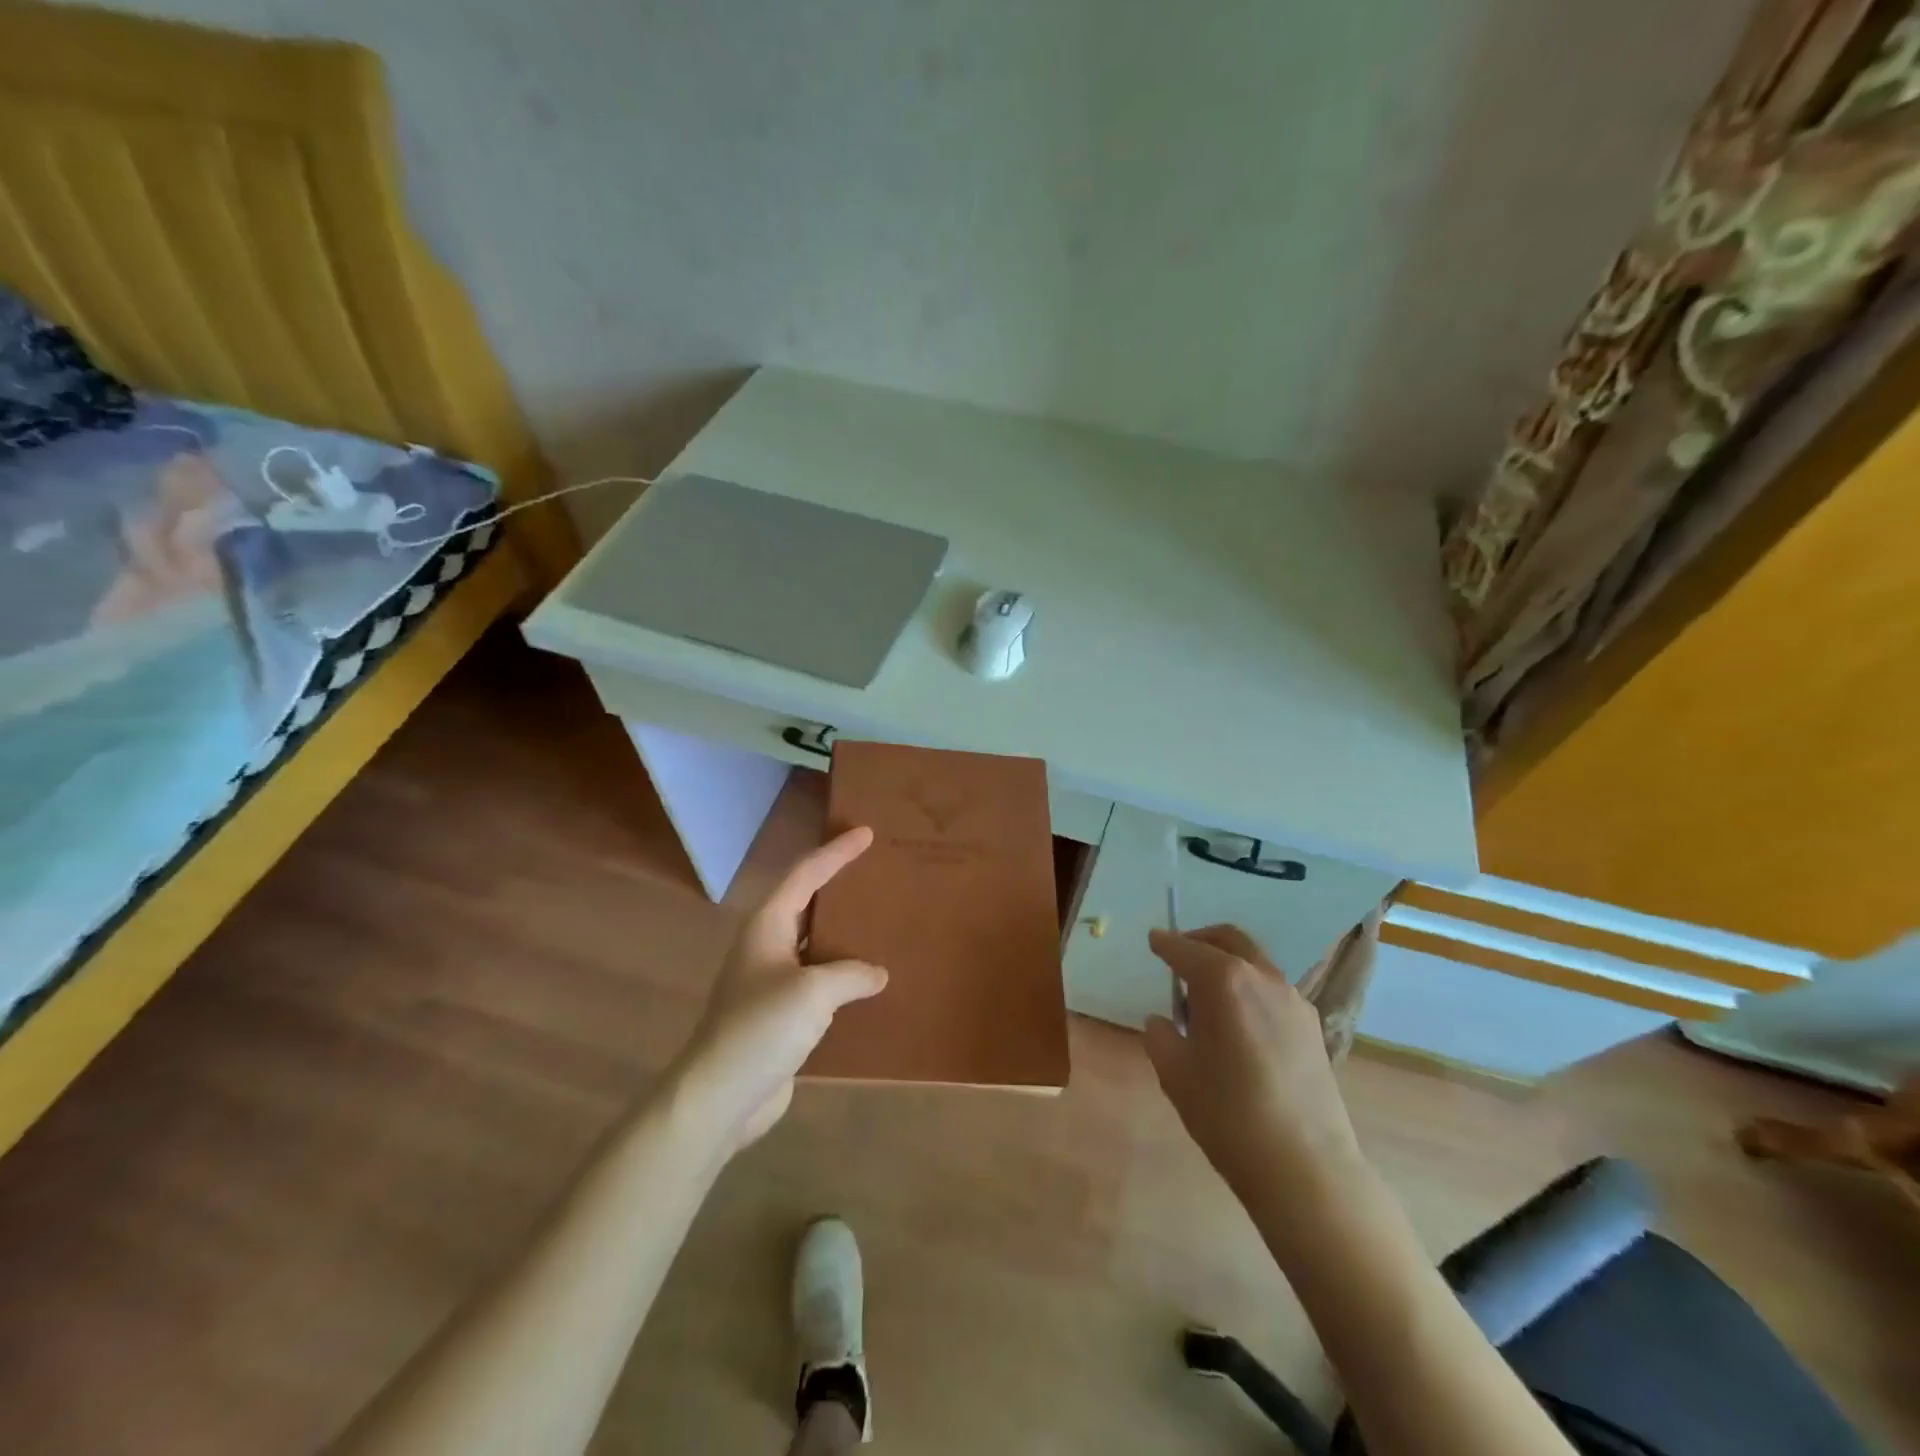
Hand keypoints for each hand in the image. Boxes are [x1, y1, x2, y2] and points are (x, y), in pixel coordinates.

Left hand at [672, 828, 888, 1152]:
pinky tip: (868, 982)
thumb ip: (851, 974)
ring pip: (813, 943)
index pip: (806, 873)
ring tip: (881, 922)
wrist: (720, 1097)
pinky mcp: (779, 1015)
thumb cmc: (761, 1029)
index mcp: (768, 925)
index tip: (866, 833)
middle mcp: (767, 945)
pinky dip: (842, 974)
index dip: (836, 852)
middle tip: (876, 873)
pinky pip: (817, 981)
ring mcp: (771, 982)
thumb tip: (876, 974)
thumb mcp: (814, 992)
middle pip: (807, 902)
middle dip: (839, 886)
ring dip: (842, 933)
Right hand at [1145, 925, 1363, 1200]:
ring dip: (1228, 964)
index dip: (1165, 944)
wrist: (1305, 1167)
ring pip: (1254, 962)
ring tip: (1207, 999)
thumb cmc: (1228, 1115)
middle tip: (1178, 956)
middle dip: (1200, 940)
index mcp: (1223, 981)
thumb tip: (1164, 1022)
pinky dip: (1250, 988)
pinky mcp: (1312, 1026)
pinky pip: (1273, 990)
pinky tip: (1240, 1024)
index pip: (1185, 949)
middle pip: (1228, 939)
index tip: (1153, 940)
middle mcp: (1262, 977)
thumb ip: (1161, 1036)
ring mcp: (1293, 1000)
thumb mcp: (1175, 1074)